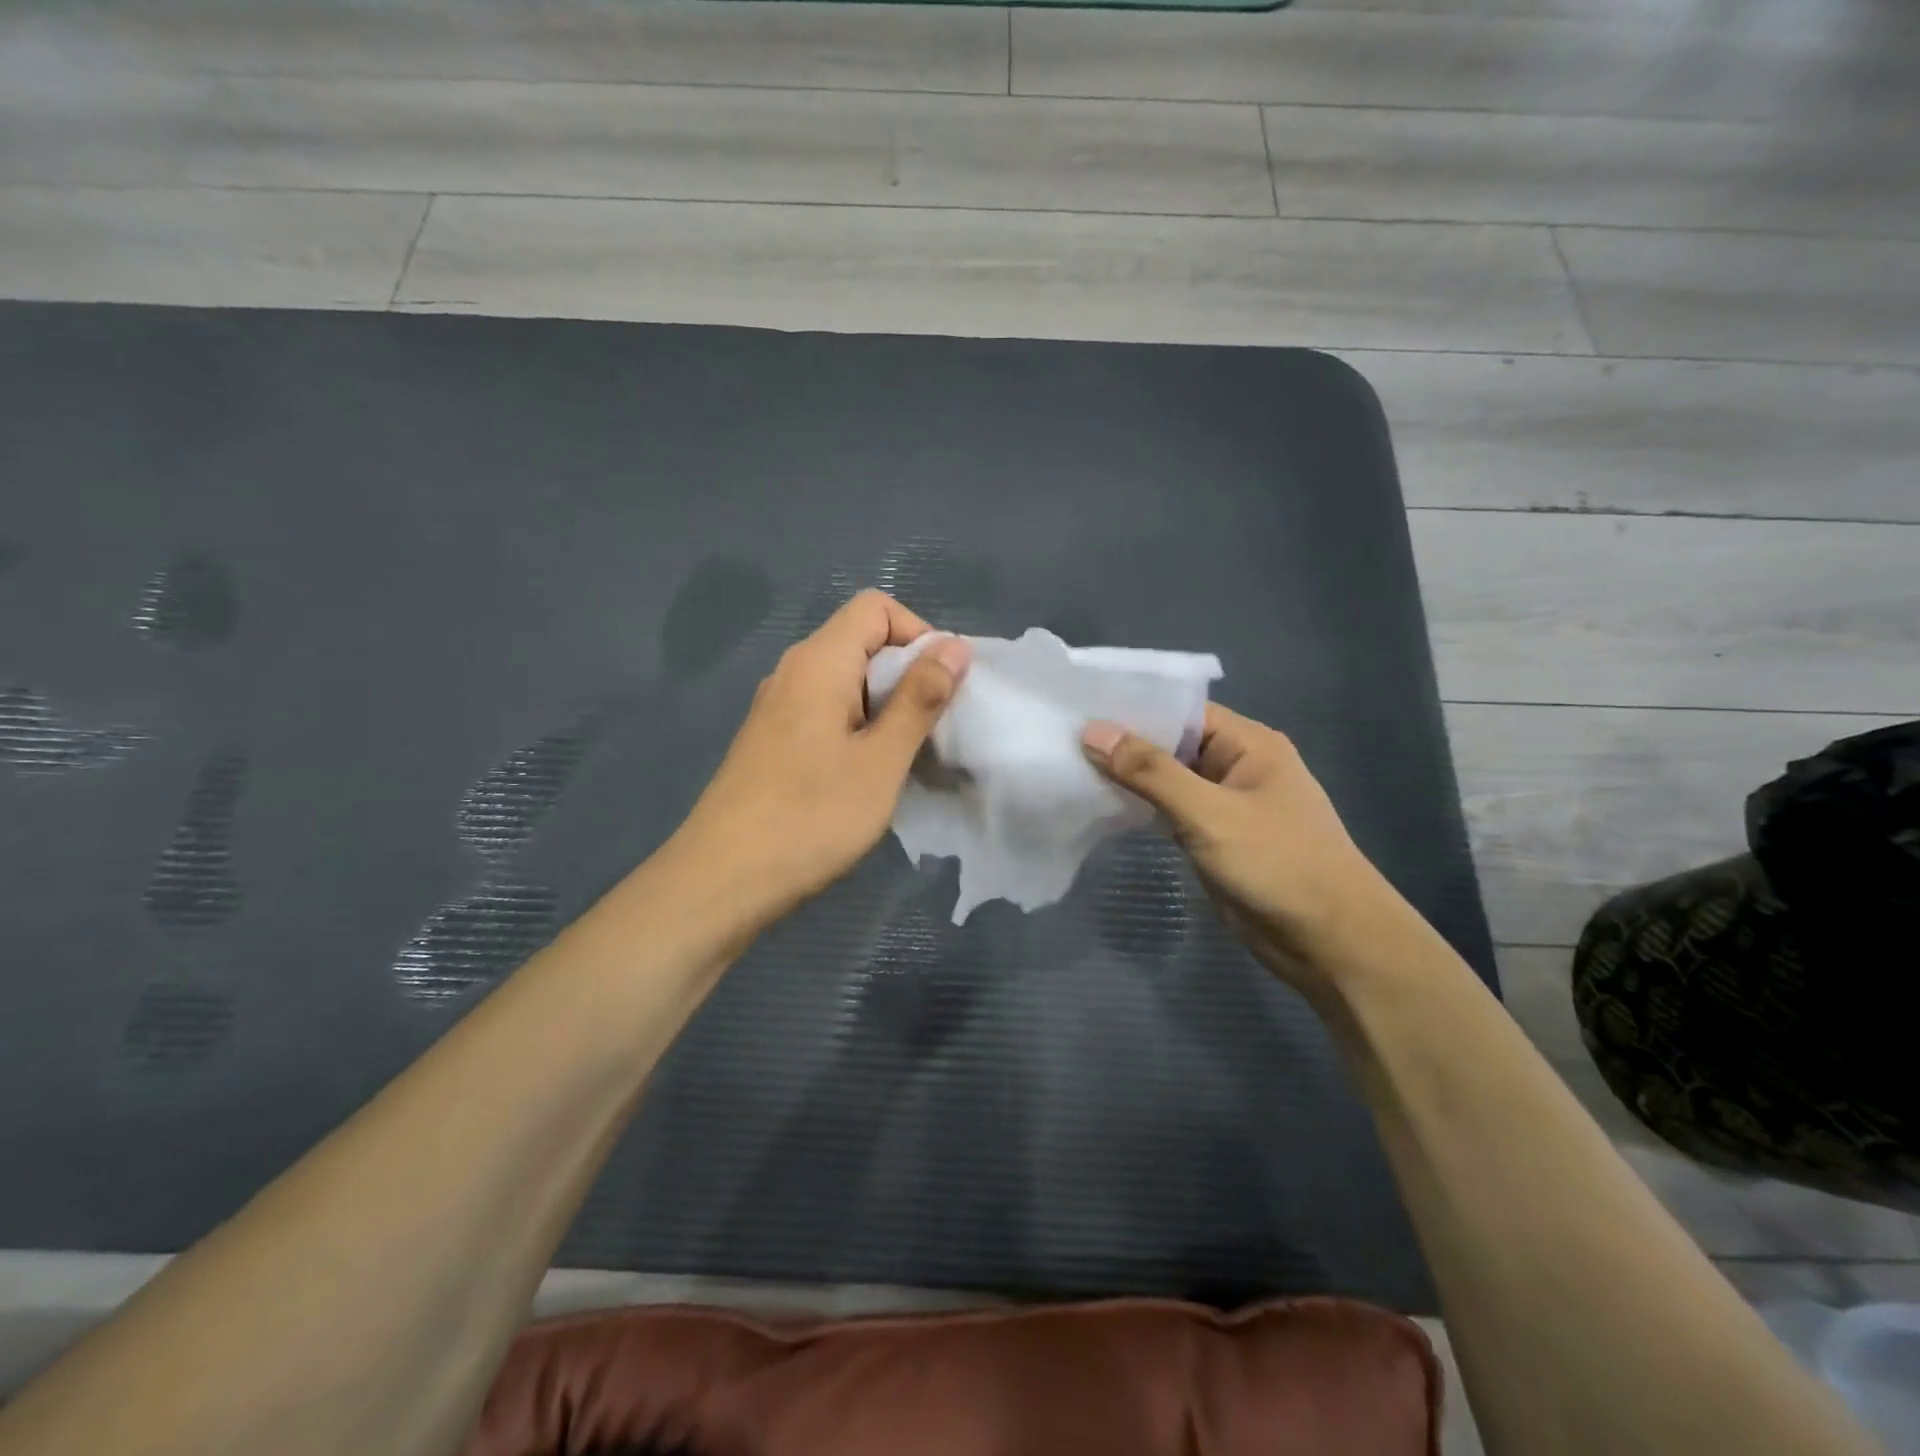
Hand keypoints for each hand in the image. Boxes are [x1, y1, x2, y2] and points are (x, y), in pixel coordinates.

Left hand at [674, 590, 971, 924]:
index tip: (942, 688)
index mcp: (819, 662)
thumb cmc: (811, 817)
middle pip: (861, 641)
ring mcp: (777, 707)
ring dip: (885, 707)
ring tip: (903, 757)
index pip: (876, 608)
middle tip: (930, 730)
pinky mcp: (772, 740)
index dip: (918, 634)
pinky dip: (857, 728)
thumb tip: (955, 646)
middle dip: (907, 675)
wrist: (722, 880)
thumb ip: (920, 699)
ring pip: (845, 681)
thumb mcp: (881, 759)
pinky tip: (866, 775)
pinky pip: (825, 712)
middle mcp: (793, 671)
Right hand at [1081, 705, 1397, 999]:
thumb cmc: (1278, 864)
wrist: (1329, 942)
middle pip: (1169, 744)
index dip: (1131, 708)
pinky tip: (1098, 806)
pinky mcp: (1213, 839)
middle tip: (1059, 738)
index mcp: (1247, 744)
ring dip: (1126, 778)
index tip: (1077, 708)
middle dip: (1121, 745)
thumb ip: (1150, 772)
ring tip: (1067, 767)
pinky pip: (1169, 812)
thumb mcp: (1209, 813)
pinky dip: (1138, 809)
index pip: (1179, 711)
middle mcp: (1235, 766)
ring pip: (1166, 781)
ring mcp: (1223, 805)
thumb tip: (1092, 731)